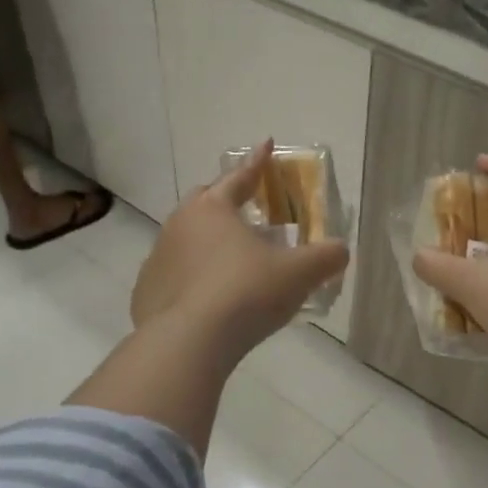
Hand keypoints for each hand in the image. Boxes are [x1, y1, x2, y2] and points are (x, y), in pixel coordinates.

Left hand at [131, 140, 349, 359]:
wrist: (188, 343)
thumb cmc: (246, 294)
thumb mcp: (298, 274)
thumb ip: (325, 258)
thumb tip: (341, 250)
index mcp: (213, 209)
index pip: (240, 177)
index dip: (259, 162)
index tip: (268, 144)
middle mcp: (179, 225)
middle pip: (205, 202)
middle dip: (226, 201)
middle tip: (247, 210)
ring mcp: (157, 259)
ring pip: (186, 240)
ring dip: (207, 243)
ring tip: (230, 262)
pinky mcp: (146, 293)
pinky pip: (173, 276)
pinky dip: (191, 278)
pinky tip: (207, 298)